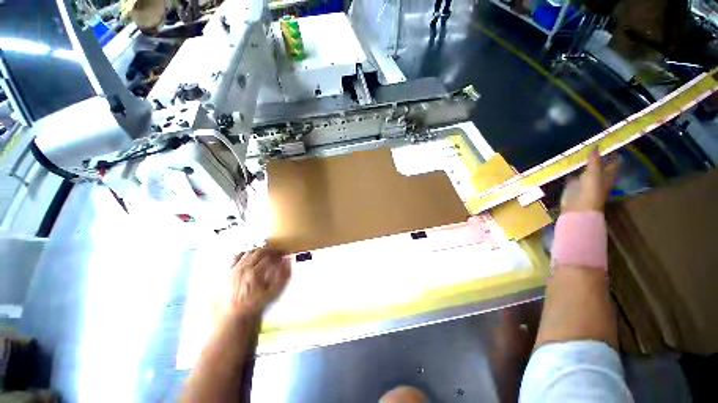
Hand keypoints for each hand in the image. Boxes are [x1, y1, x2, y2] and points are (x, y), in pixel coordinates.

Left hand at [219, 247, 291, 318]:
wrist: (236, 316)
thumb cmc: (257, 305)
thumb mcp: (275, 292)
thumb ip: (284, 275)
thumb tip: (288, 260)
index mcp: (255, 273)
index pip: (270, 256)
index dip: (280, 253)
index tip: (285, 254)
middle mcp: (243, 268)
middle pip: (259, 251)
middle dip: (271, 250)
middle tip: (277, 253)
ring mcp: (234, 269)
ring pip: (249, 252)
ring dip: (259, 251)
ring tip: (266, 255)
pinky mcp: (228, 271)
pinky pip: (237, 256)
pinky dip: (246, 253)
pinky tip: (251, 257)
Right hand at [561, 147, 618, 212]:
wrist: (577, 207)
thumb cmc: (591, 190)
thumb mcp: (594, 173)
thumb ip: (594, 160)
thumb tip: (595, 145)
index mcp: (607, 175)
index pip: (613, 163)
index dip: (613, 154)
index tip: (610, 144)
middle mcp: (597, 178)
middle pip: (599, 165)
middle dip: (596, 157)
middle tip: (592, 145)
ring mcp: (584, 182)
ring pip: (585, 170)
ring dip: (582, 163)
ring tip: (578, 151)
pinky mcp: (572, 185)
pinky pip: (572, 175)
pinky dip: (570, 170)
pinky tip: (567, 164)